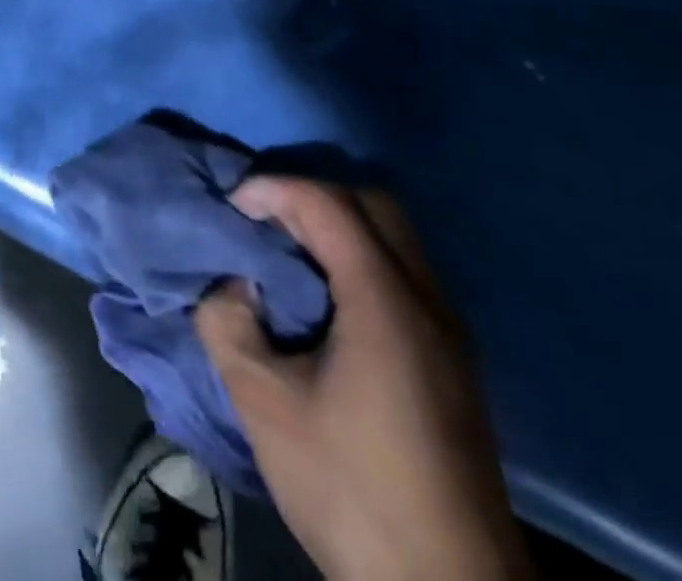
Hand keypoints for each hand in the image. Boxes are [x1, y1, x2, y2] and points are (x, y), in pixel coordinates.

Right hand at [195, 179, 530, 580]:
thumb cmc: (351, 490)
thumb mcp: (265, 405)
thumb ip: (228, 325)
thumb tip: (229, 285)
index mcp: (384, 302)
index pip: (327, 203)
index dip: (273, 190)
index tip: (232, 208)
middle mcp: (427, 301)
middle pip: (373, 205)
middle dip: (311, 196)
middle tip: (264, 222)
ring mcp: (449, 332)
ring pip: (394, 238)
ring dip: (338, 227)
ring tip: (287, 256)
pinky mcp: (453, 361)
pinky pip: (404, 273)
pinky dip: (360, 259)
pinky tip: (324, 302)